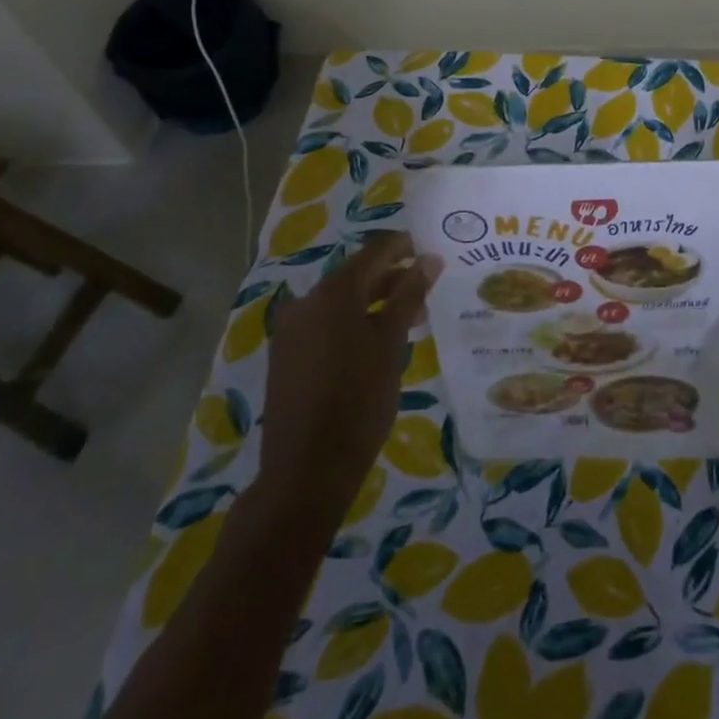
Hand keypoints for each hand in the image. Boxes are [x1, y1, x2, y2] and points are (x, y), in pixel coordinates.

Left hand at [258, 231, 439, 531]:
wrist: (306, 470)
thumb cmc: (359, 401)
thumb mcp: (391, 344)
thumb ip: (409, 295)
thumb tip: (429, 258)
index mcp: (333, 293)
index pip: (374, 252)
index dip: (404, 247)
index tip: (431, 251)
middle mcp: (306, 302)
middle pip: (356, 276)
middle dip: (393, 279)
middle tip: (428, 289)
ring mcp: (292, 330)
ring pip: (341, 303)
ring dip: (375, 303)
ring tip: (411, 319)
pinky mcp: (286, 357)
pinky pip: (326, 325)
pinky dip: (354, 324)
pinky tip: (378, 343)